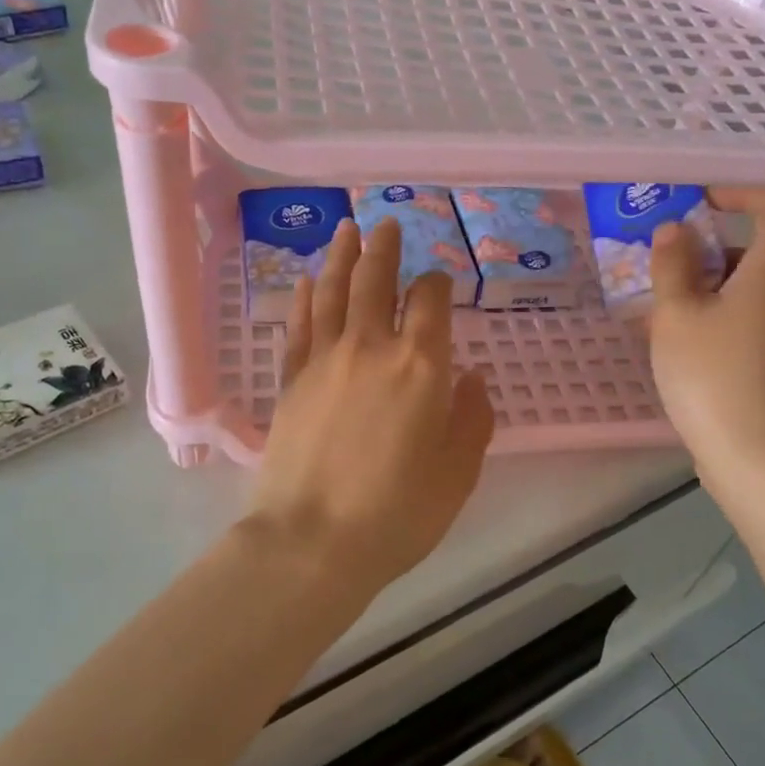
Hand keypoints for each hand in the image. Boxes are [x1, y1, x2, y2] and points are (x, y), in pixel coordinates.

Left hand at [247, 218, 493, 595]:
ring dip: (344, 256)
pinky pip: (300, 326)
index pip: (431, 301)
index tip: (439, 281)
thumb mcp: (457, 472)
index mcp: (420, 365)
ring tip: (348, 229)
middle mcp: (372, 347)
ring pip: (335, 292)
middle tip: (387, 224)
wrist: (312, 541)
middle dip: (386, 248)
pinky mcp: (291, 380)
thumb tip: (472, 377)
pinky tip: (311, 280)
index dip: (437, 283)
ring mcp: (325, 360)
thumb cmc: (397, 513)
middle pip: (378, 281)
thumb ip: (472, 418)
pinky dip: (307, 298)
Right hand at [647, 189, 764, 485]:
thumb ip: (672, 265)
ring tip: (659, 309)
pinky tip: (679, 341)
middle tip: (662, 264)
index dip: (742, 192)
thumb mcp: (676, 314)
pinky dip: (716, 316)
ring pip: (748, 289)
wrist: (752, 455)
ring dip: (707, 286)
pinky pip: (747, 320)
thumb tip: (674, 232)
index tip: (700, 202)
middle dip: (709, 248)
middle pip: (758, 249)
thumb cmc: (711, 374)